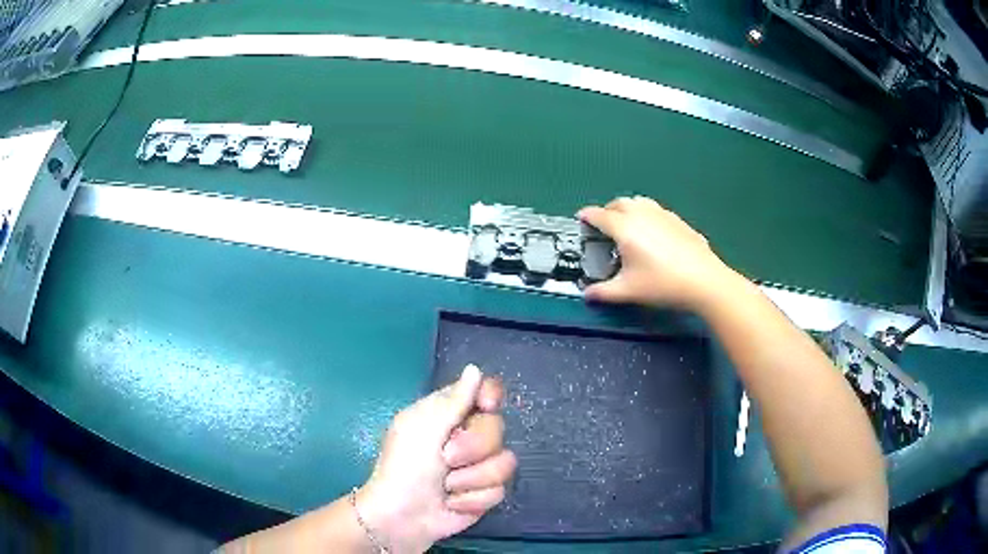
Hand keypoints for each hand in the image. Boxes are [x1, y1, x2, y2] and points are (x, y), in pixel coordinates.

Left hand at [356, 365, 516, 552]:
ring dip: (471, 478)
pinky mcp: (485, 493)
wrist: (402, 516)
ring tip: (446, 487)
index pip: (484, 391)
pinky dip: (472, 499)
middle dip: (473, 447)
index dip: (491, 395)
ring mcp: (478, 466)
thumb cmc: (404, 467)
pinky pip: (499, 490)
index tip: (485, 406)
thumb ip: (453, 400)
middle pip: (498, 427)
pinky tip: (452, 503)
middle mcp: (468, 436)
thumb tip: (475, 368)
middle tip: (446, 458)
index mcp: (448, 414)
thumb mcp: (422, 428)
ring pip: (505, 462)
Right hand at [579, 196, 741, 310]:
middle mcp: (642, 214)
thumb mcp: (629, 291)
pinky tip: (653, 233)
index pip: (599, 215)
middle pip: (619, 203)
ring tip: (627, 224)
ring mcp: (662, 214)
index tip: (580, 219)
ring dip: (627, 209)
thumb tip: (587, 295)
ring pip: (639, 202)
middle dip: (607, 211)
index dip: (586, 216)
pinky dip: (646, 215)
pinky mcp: (678, 220)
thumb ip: (604, 292)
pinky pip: (656, 210)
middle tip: (603, 226)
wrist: (704, 280)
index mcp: (625, 228)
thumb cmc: (663, 284)